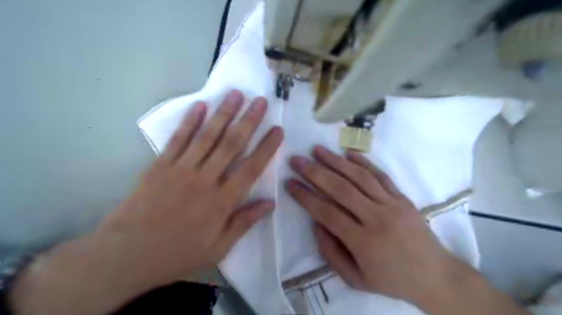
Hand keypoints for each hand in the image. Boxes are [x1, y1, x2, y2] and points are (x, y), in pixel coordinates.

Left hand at [10, 92, 285, 314]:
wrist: (127, 254)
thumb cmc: (179, 253)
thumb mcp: (219, 248)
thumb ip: (245, 222)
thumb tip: (270, 203)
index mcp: (223, 201)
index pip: (252, 168)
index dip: (267, 147)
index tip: (278, 130)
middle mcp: (206, 179)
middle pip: (232, 144)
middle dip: (249, 121)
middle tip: (261, 101)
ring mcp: (182, 169)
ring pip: (208, 136)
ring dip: (223, 113)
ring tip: (236, 94)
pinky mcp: (161, 165)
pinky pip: (178, 139)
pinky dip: (190, 121)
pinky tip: (200, 105)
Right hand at [286, 146, 469, 304]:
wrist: (435, 276)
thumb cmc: (392, 280)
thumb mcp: (355, 279)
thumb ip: (330, 252)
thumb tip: (316, 223)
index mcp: (363, 242)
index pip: (326, 212)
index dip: (305, 197)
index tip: (289, 183)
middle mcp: (376, 218)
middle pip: (340, 189)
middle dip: (315, 172)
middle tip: (297, 160)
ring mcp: (392, 204)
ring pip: (359, 177)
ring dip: (336, 161)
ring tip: (317, 150)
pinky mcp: (402, 197)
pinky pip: (381, 175)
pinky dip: (364, 162)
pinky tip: (348, 153)